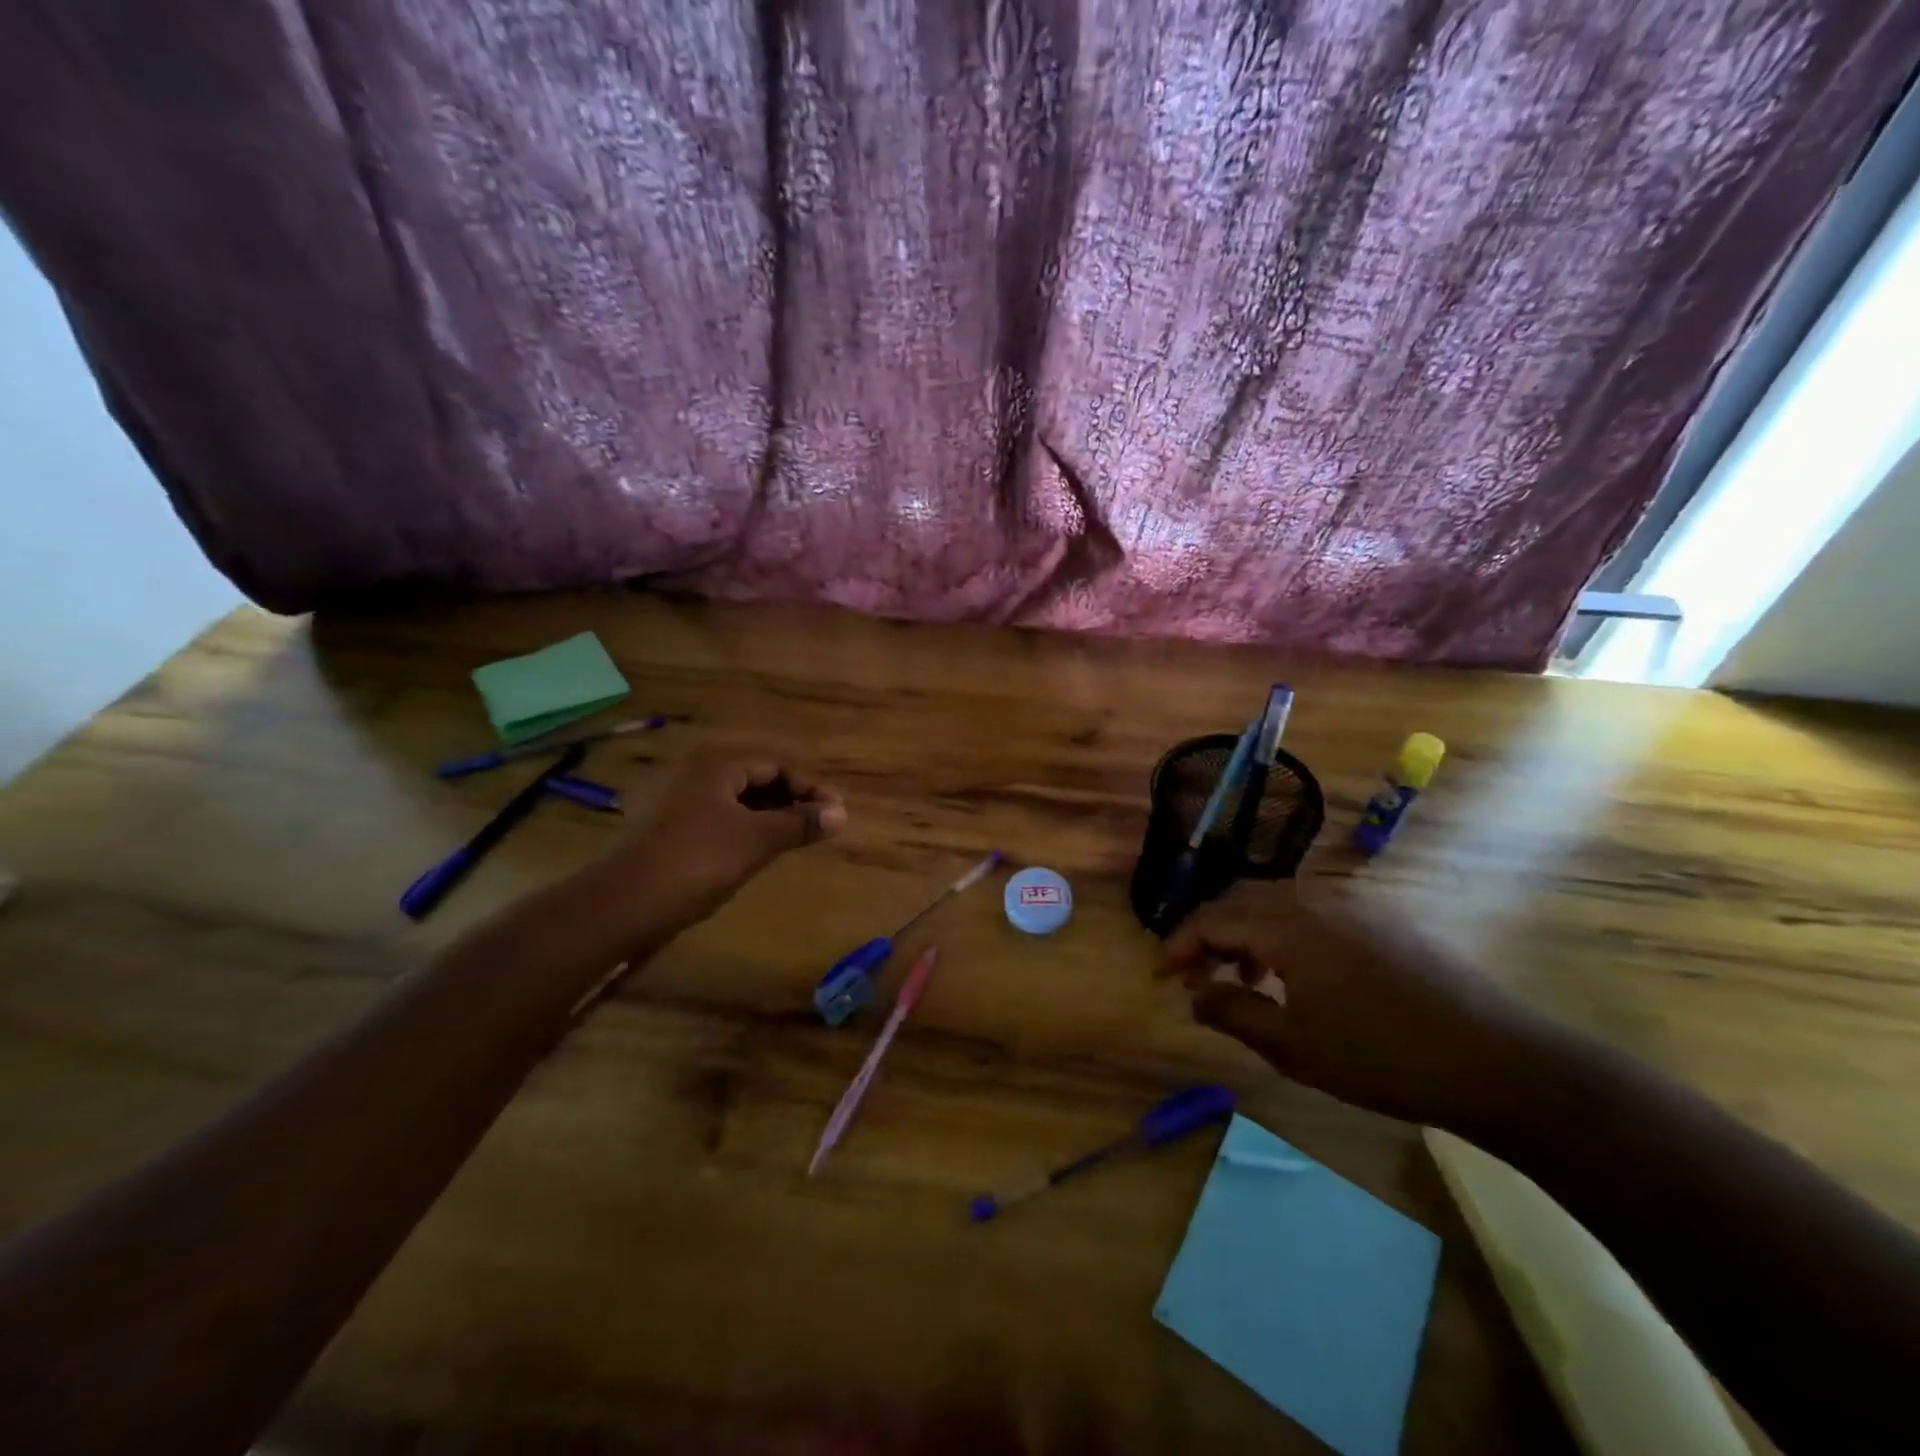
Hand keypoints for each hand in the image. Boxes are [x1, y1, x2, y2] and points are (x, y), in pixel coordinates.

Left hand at [604, 746, 846, 923]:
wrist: (622, 904)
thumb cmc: (697, 861)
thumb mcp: (756, 840)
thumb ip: (800, 823)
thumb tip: (842, 813)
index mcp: (717, 764)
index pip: (777, 765)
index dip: (811, 788)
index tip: (837, 814)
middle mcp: (696, 772)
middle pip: (757, 778)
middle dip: (792, 800)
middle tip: (821, 826)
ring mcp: (678, 800)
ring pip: (737, 800)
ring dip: (771, 815)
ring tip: (796, 838)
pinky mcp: (668, 827)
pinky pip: (719, 817)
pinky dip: (746, 828)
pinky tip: (758, 850)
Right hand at [1161, 888, 1553, 1128]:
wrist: (1497, 1061)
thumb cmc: (1381, 1058)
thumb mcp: (1293, 1046)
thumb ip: (1231, 1013)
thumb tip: (1192, 995)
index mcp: (1285, 924)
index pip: (1211, 920)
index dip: (1179, 946)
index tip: (1162, 978)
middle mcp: (1312, 898)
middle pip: (1240, 902)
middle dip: (1209, 936)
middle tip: (1196, 977)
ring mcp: (1351, 902)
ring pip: (1276, 902)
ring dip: (1247, 934)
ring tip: (1242, 979)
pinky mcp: (1380, 916)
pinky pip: (1311, 910)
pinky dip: (1284, 933)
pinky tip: (1296, 974)